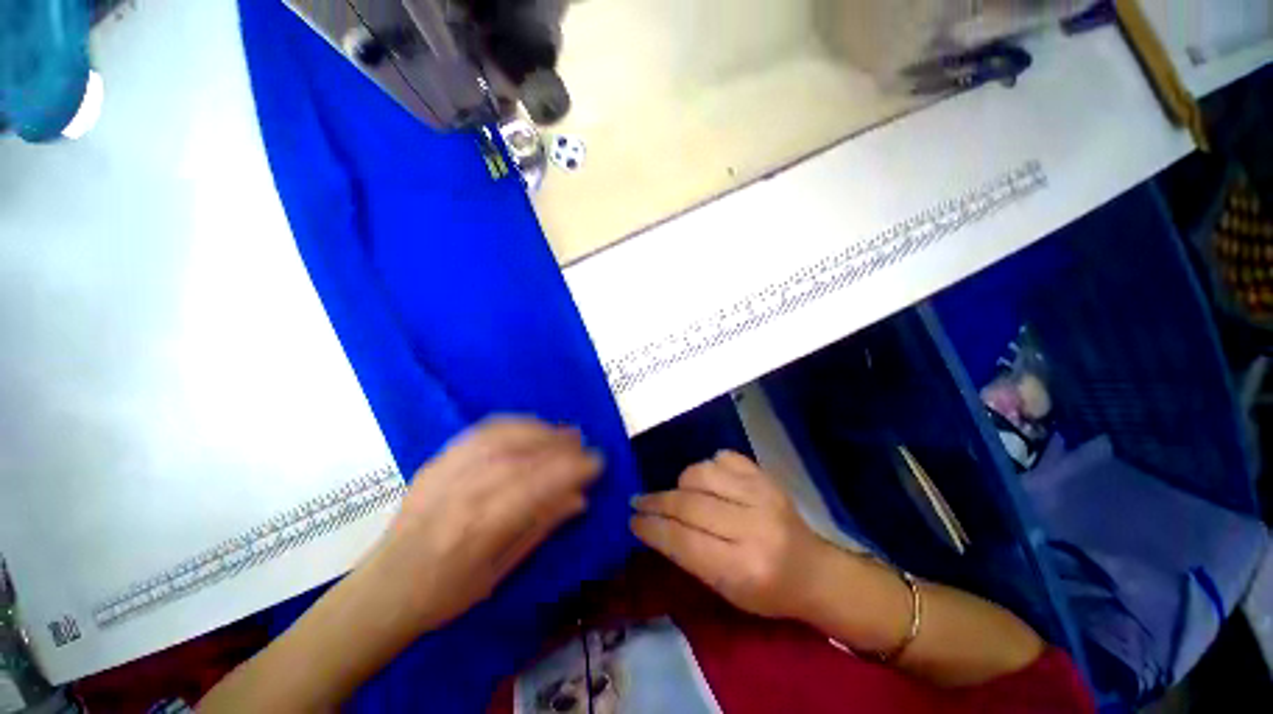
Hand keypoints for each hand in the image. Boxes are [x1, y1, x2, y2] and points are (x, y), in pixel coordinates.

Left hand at [367, 417, 601, 632]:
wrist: (382, 591)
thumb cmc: (445, 594)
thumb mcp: (500, 573)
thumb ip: (541, 528)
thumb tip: (580, 499)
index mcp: (478, 531)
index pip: (536, 486)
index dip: (571, 469)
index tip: (597, 462)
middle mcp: (462, 494)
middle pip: (520, 456)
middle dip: (559, 445)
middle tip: (583, 442)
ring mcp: (446, 472)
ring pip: (502, 437)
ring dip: (539, 430)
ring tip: (562, 432)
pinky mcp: (437, 461)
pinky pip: (480, 432)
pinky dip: (512, 424)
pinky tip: (529, 427)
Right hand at [630, 451, 832, 620]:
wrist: (814, 571)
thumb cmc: (767, 592)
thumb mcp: (725, 590)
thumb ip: (688, 556)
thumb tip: (652, 525)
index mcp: (741, 569)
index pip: (683, 541)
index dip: (652, 528)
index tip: (632, 520)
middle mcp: (752, 527)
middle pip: (689, 504)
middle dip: (656, 502)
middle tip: (639, 501)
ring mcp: (762, 495)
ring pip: (703, 473)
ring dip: (681, 482)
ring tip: (677, 493)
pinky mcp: (767, 477)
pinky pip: (725, 457)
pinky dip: (708, 465)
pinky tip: (707, 479)